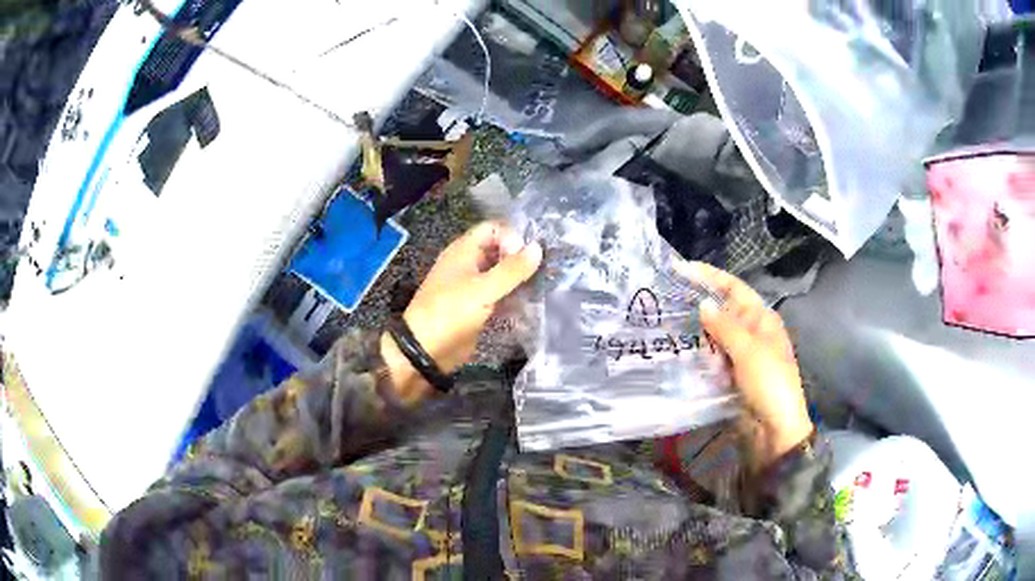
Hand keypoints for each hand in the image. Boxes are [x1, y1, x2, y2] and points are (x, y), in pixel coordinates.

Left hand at [381, 222, 542, 402]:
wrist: (426, 351)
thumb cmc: (451, 313)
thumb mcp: (483, 290)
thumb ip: (512, 270)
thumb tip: (538, 248)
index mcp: (464, 250)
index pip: (494, 228)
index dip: (512, 237)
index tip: (526, 257)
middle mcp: (469, 263)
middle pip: (499, 250)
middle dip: (520, 257)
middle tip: (543, 270)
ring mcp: (473, 285)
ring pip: (501, 273)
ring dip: (519, 278)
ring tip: (541, 286)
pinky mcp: (478, 306)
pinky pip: (500, 294)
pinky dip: (513, 296)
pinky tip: (530, 303)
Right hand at [678, 261, 812, 469]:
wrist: (774, 430)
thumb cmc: (769, 384)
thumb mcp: (749, 351)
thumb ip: (725, 327)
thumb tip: (703, 305)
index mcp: (762, 319)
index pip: (734, 288)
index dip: (710, 276)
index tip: (681, 269)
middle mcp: (752, 332)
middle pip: (723, 309)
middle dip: (698, 302)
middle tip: (667, 297)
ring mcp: (741, 355)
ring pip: (714, 334)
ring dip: (695, 329)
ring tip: (666, 322)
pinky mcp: (731, 375)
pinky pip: (711, 357)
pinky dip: (697, 353)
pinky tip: (678, 351)